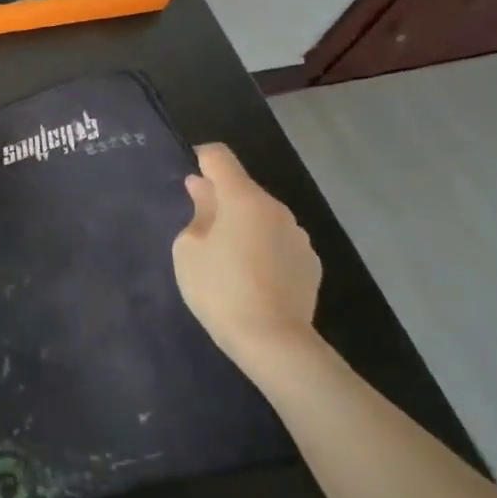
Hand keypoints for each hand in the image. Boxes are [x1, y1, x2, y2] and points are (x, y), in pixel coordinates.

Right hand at [172, 143, 322, 377]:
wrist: (273, 340)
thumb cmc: (219, 289)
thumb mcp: (189, 249)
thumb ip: (198, 212)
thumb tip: (204, 189)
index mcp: (244, 199)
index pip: (220, 157)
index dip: (200, 159)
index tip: (186, 178)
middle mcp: (277, 209)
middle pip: (242, 188)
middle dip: (220, 198)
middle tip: (197, 227)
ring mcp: (298, 236)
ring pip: (261, 216)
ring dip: (242, 224)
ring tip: (224, 257)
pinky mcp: (309, 262)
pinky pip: (277, 241)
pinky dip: (261, 246)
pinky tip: (250, 276)